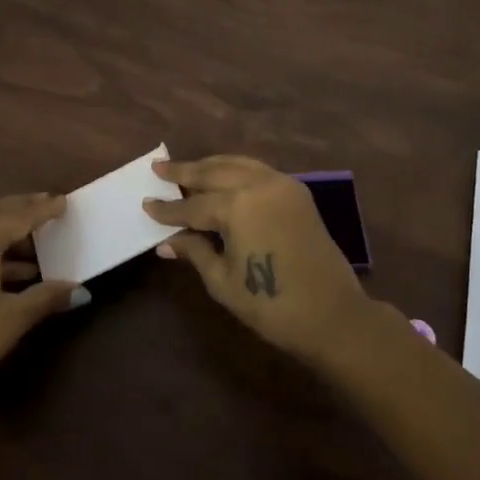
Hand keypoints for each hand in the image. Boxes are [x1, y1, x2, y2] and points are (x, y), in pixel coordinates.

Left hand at [0, 192, 86, 419]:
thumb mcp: (12, 319)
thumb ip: (47, 297)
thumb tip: (81, 290)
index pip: (19, 215)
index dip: (44, 209)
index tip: (65, 202)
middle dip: (23, 208)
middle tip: (48, 205)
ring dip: (6, 228)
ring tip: (36, 237)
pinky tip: (13, 267)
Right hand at [144, 155, 371, 363]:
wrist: (333, 315)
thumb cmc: (272, 305)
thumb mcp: (223, 282)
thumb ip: (195, 252)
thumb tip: (165, 242)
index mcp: (237, 206)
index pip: (192, 205)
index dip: (168, 209)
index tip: (146, 203)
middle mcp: (258, 184)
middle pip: (213, 172)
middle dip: (184, 171)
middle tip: (159, 168)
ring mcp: (281, 183)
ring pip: (237, 164)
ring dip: (210, 165)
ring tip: (187, 168)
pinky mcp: (297, 190)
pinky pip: (258, 169)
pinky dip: (236, 168)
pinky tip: (223, 175)